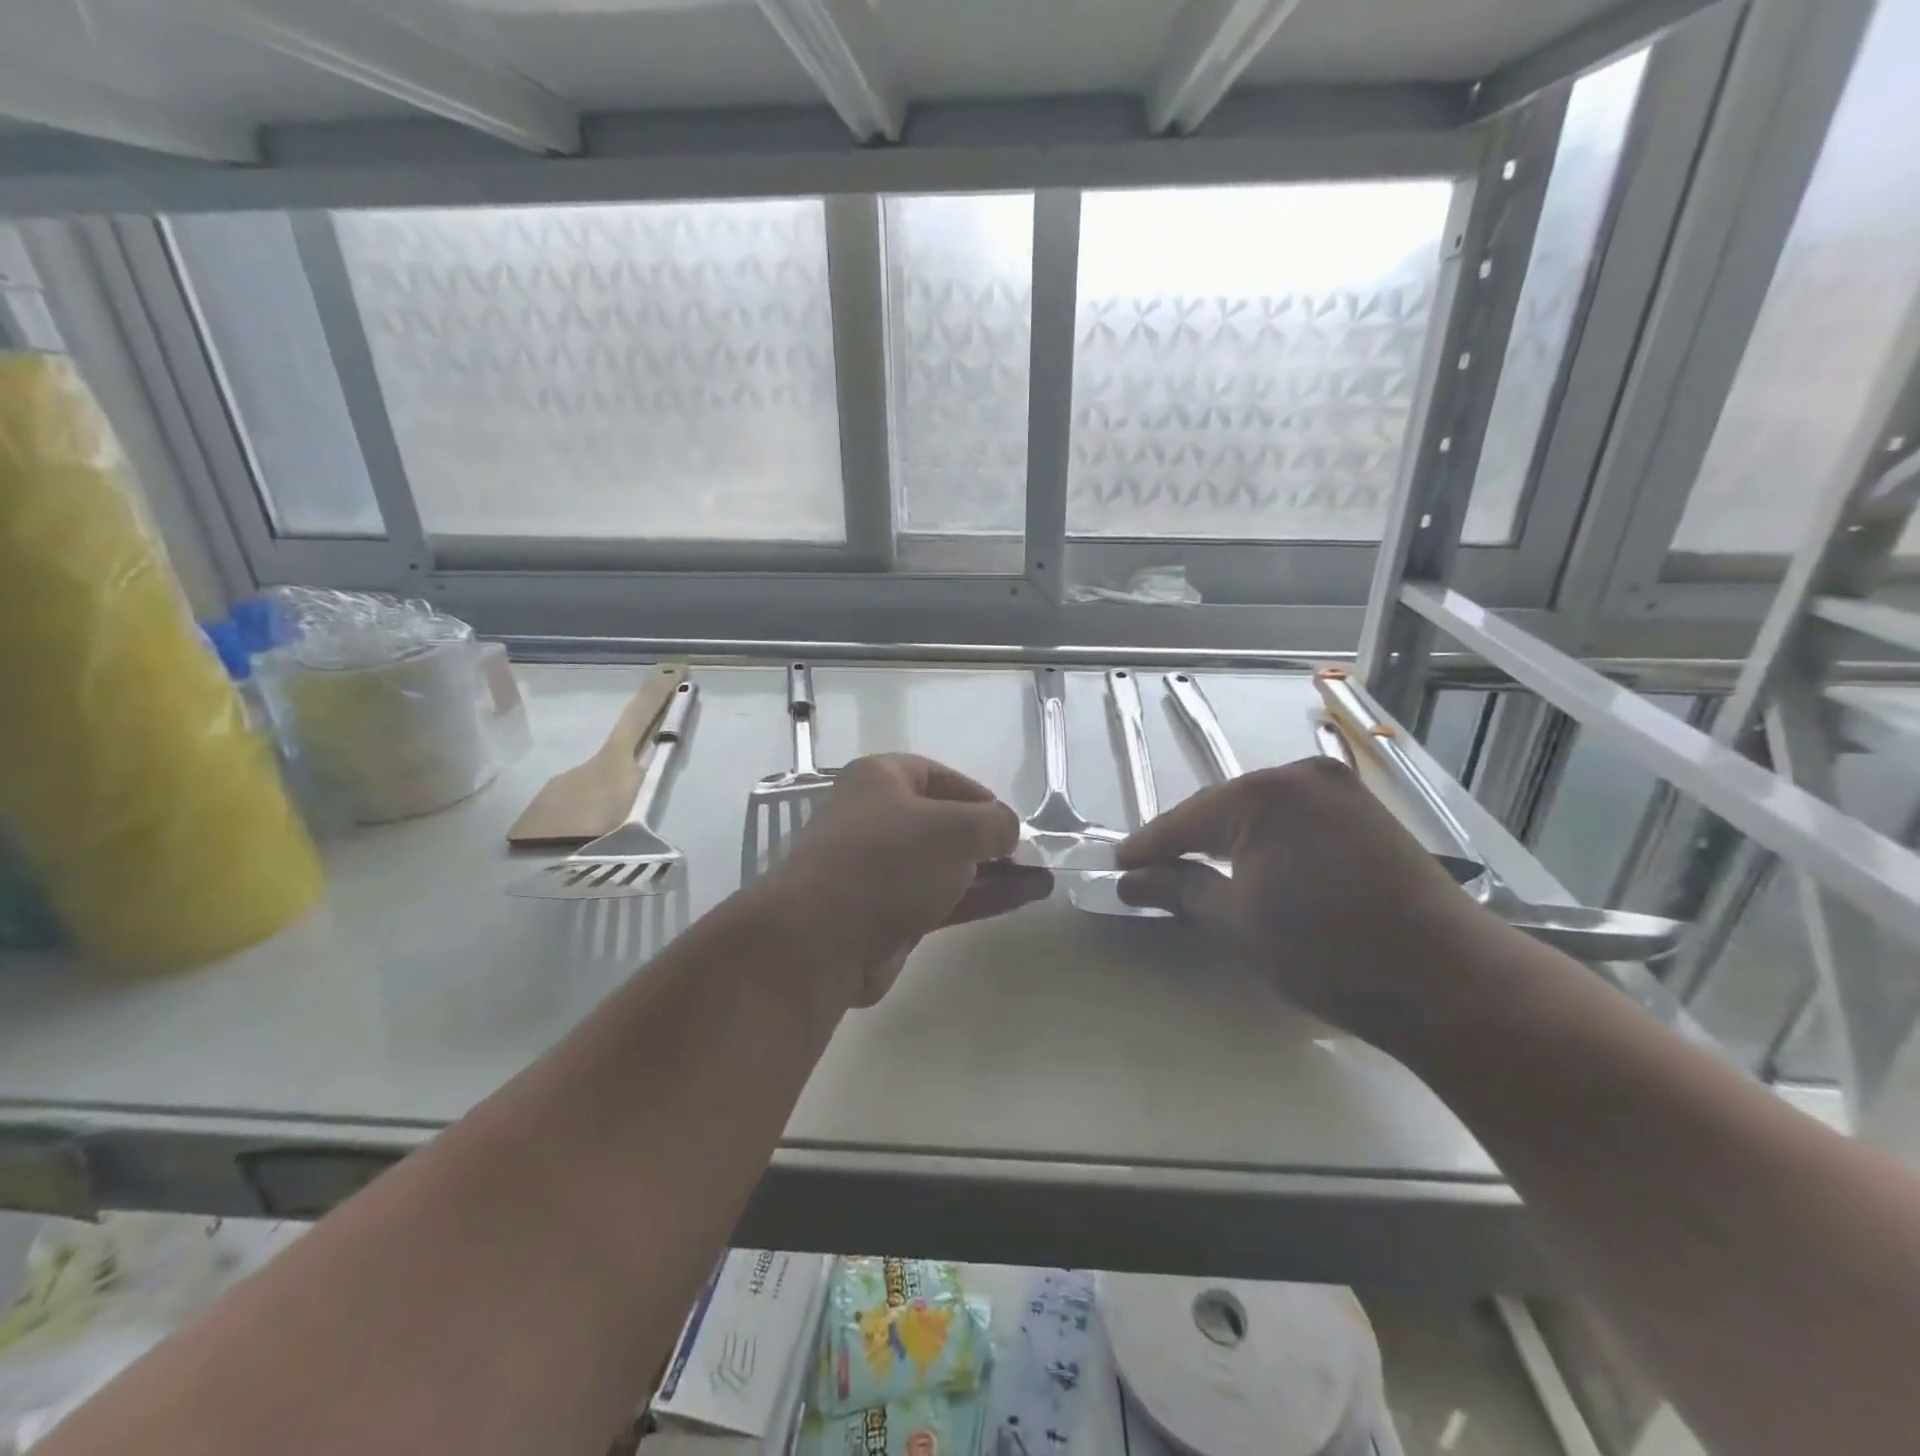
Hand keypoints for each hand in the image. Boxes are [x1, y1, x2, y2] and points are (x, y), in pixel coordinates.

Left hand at [758, 754, 1052, 1008]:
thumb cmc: (891, 859)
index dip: (977, 794)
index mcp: (880, 780)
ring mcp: (877, 870)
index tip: (1009, 819)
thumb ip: (995, 823)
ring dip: (992, 873)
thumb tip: (1006, 832)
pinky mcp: (883, 914)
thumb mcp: (957, 828)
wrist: (824, 936)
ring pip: (943, 866)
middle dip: (988, 840)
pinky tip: (1021, 898)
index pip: (937, 776)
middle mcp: (874, 818)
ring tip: (1041, 879)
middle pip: (941, 824)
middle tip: (1029, 856)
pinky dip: (978, 897)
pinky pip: (939, 898)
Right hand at [1116, 758, 1488, 1032]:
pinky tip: (1252, 862)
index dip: (1148, 847)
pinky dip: (1265, 838)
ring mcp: (1337, 789)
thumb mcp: (1238, 923)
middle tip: (1152, 874)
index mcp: (1262, 796)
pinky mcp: (1363, 810)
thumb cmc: (1329, 954)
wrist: (1449, 982)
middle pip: (1220, 808)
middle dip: (1187, 841)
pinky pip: (1293, 816)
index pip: (1185, 821)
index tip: (1117, 867)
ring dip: (1226, 839)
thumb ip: (1179, 891)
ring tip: (1196, 870)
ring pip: (1257, 810)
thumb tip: (1130, 881)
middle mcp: (1299, 775)